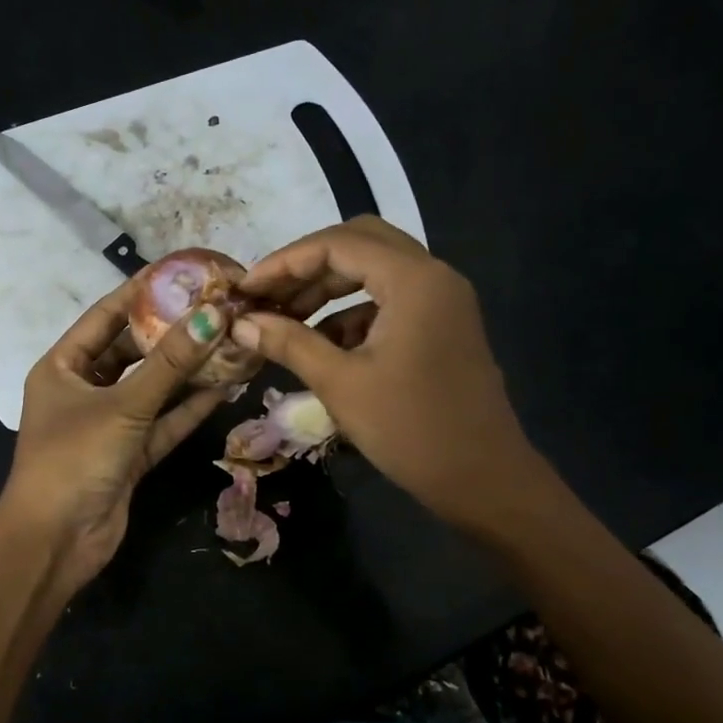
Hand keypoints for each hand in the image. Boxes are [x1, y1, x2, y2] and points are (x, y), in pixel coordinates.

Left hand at [0, 281, 229, 590]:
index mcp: (62, 367)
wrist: (55, 541)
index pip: (106, 316)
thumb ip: (169, 364)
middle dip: (173, 332)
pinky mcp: (129, 454)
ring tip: (230, 341)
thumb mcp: (122, 405)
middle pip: (133, 351)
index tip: (185, 273)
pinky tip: (224, 386)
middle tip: (218, 307)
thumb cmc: (74, 459)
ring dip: (188, 370)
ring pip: (153, 388)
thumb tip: (214, 315)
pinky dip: (189, 407)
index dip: (143, 292)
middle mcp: (83, 390)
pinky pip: (163, 422)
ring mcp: (108, 424)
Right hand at [233, 216, 550, 532]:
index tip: (246, 290)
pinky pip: (389, 301)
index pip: (338, 244)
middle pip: (360, 244)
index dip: (284, 261)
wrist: (483, 478)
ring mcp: (442, 301)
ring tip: (284, 321)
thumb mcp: (340, 383)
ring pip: (375, 271)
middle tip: (267, 296)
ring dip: (327, 289)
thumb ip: (288, 343)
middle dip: (307, 267)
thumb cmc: (410, 429)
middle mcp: (433, 276)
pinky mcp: (442, 326)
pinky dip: (350, 313)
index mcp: (413, 280)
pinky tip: (320, 345)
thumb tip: (240, 324)